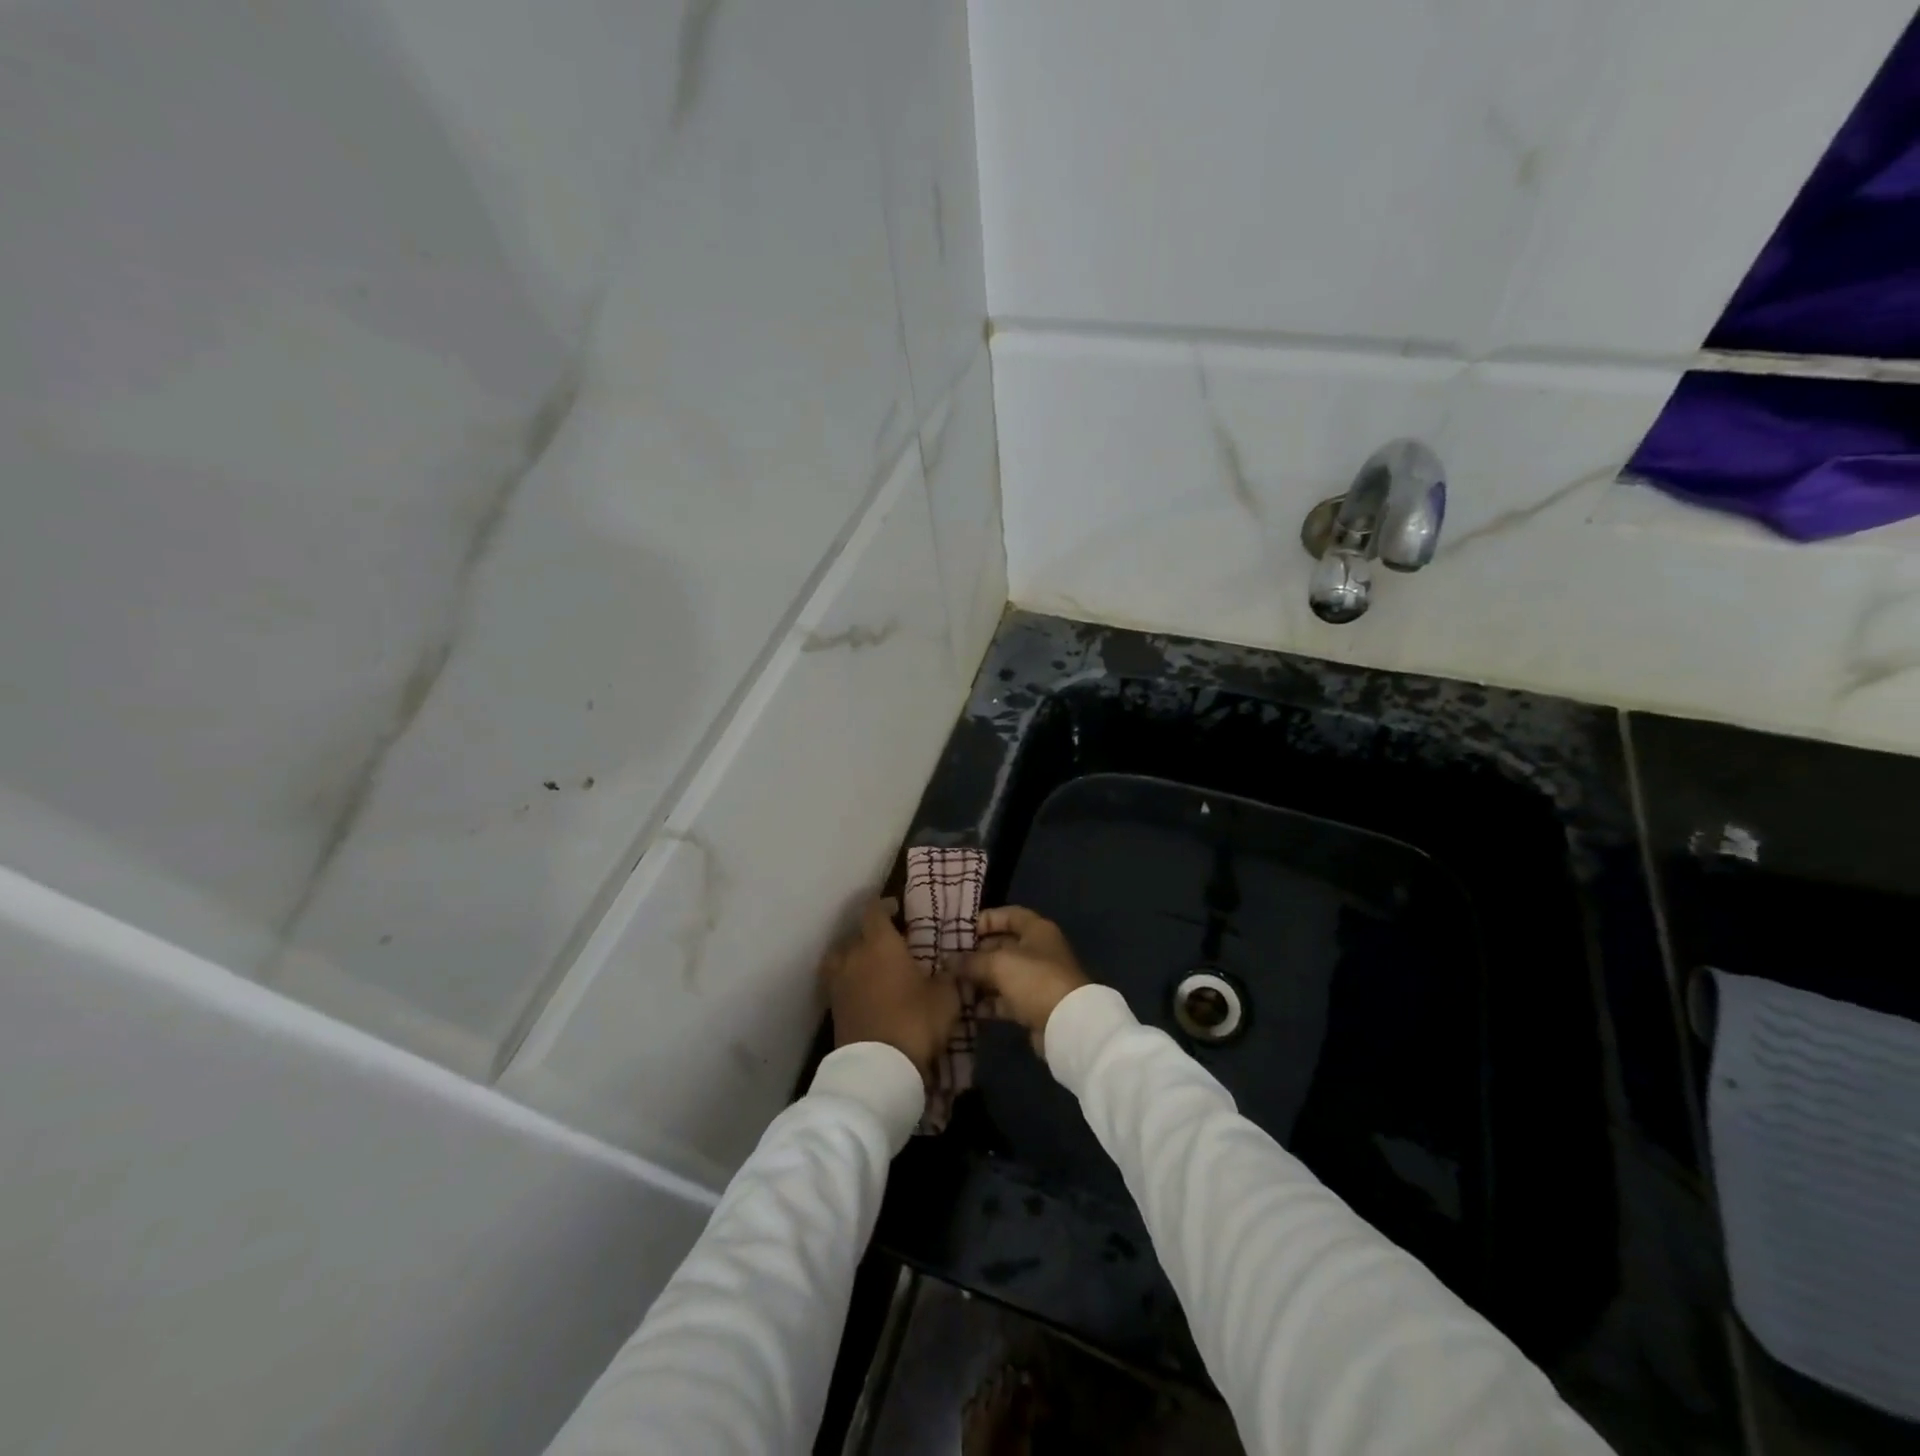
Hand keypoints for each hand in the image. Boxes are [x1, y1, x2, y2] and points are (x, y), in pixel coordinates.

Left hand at [821, 898, 959, 1080]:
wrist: (878, 1067)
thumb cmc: (915, 1021)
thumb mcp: (945, 998)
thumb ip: (947, 976)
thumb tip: (949, 966)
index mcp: (880, 944)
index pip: (874, 911)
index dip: (884, 906)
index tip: (896, 908)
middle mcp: (854, 956)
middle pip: (855, 934)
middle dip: (870, 934)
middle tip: (889, 943)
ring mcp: (839, 982)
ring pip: (841, 958)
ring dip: (853, 956)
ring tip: (869, 965)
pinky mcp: (833, 1008)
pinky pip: (838, 983)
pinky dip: (849, 982)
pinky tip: (864, 991)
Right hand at [954, 906, 1089, 1051]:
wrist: (1067, 1024)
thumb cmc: (1034, 979)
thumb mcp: (999, 963)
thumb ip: (971, 960)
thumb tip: (948, 961)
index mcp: (1036, 930)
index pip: (1009, 915)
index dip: (985, 919)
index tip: (961, 931)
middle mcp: (1038, 951)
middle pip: (1003, 945)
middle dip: (976, 953)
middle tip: (950, 961)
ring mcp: (1036, 979)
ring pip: (1002, 974)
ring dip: (979, 980)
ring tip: (953, 985)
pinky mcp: (1033, 1005)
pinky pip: (1005, 999)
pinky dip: (988, 1002)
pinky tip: (967, 1007)